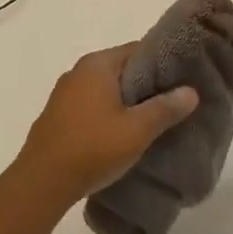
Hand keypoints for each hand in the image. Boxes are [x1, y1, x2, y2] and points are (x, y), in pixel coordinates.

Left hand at [9, 45, 198, 213]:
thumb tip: (191, 91)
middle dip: (148, 84)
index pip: (138, 50)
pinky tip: (123, 133)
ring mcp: (64, 94)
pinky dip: (109, 113)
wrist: (41, 183)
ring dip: (128, 101)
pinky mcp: (58, 117)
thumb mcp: (137, 130)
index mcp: (97, 64)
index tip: (184, 78)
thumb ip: (166, 108)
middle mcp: (78, 72)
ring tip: (154, 119)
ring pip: (107, 90)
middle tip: (175, 101)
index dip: (163, 62)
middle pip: (122, 69)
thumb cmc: (93, 148)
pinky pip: (92, 106)